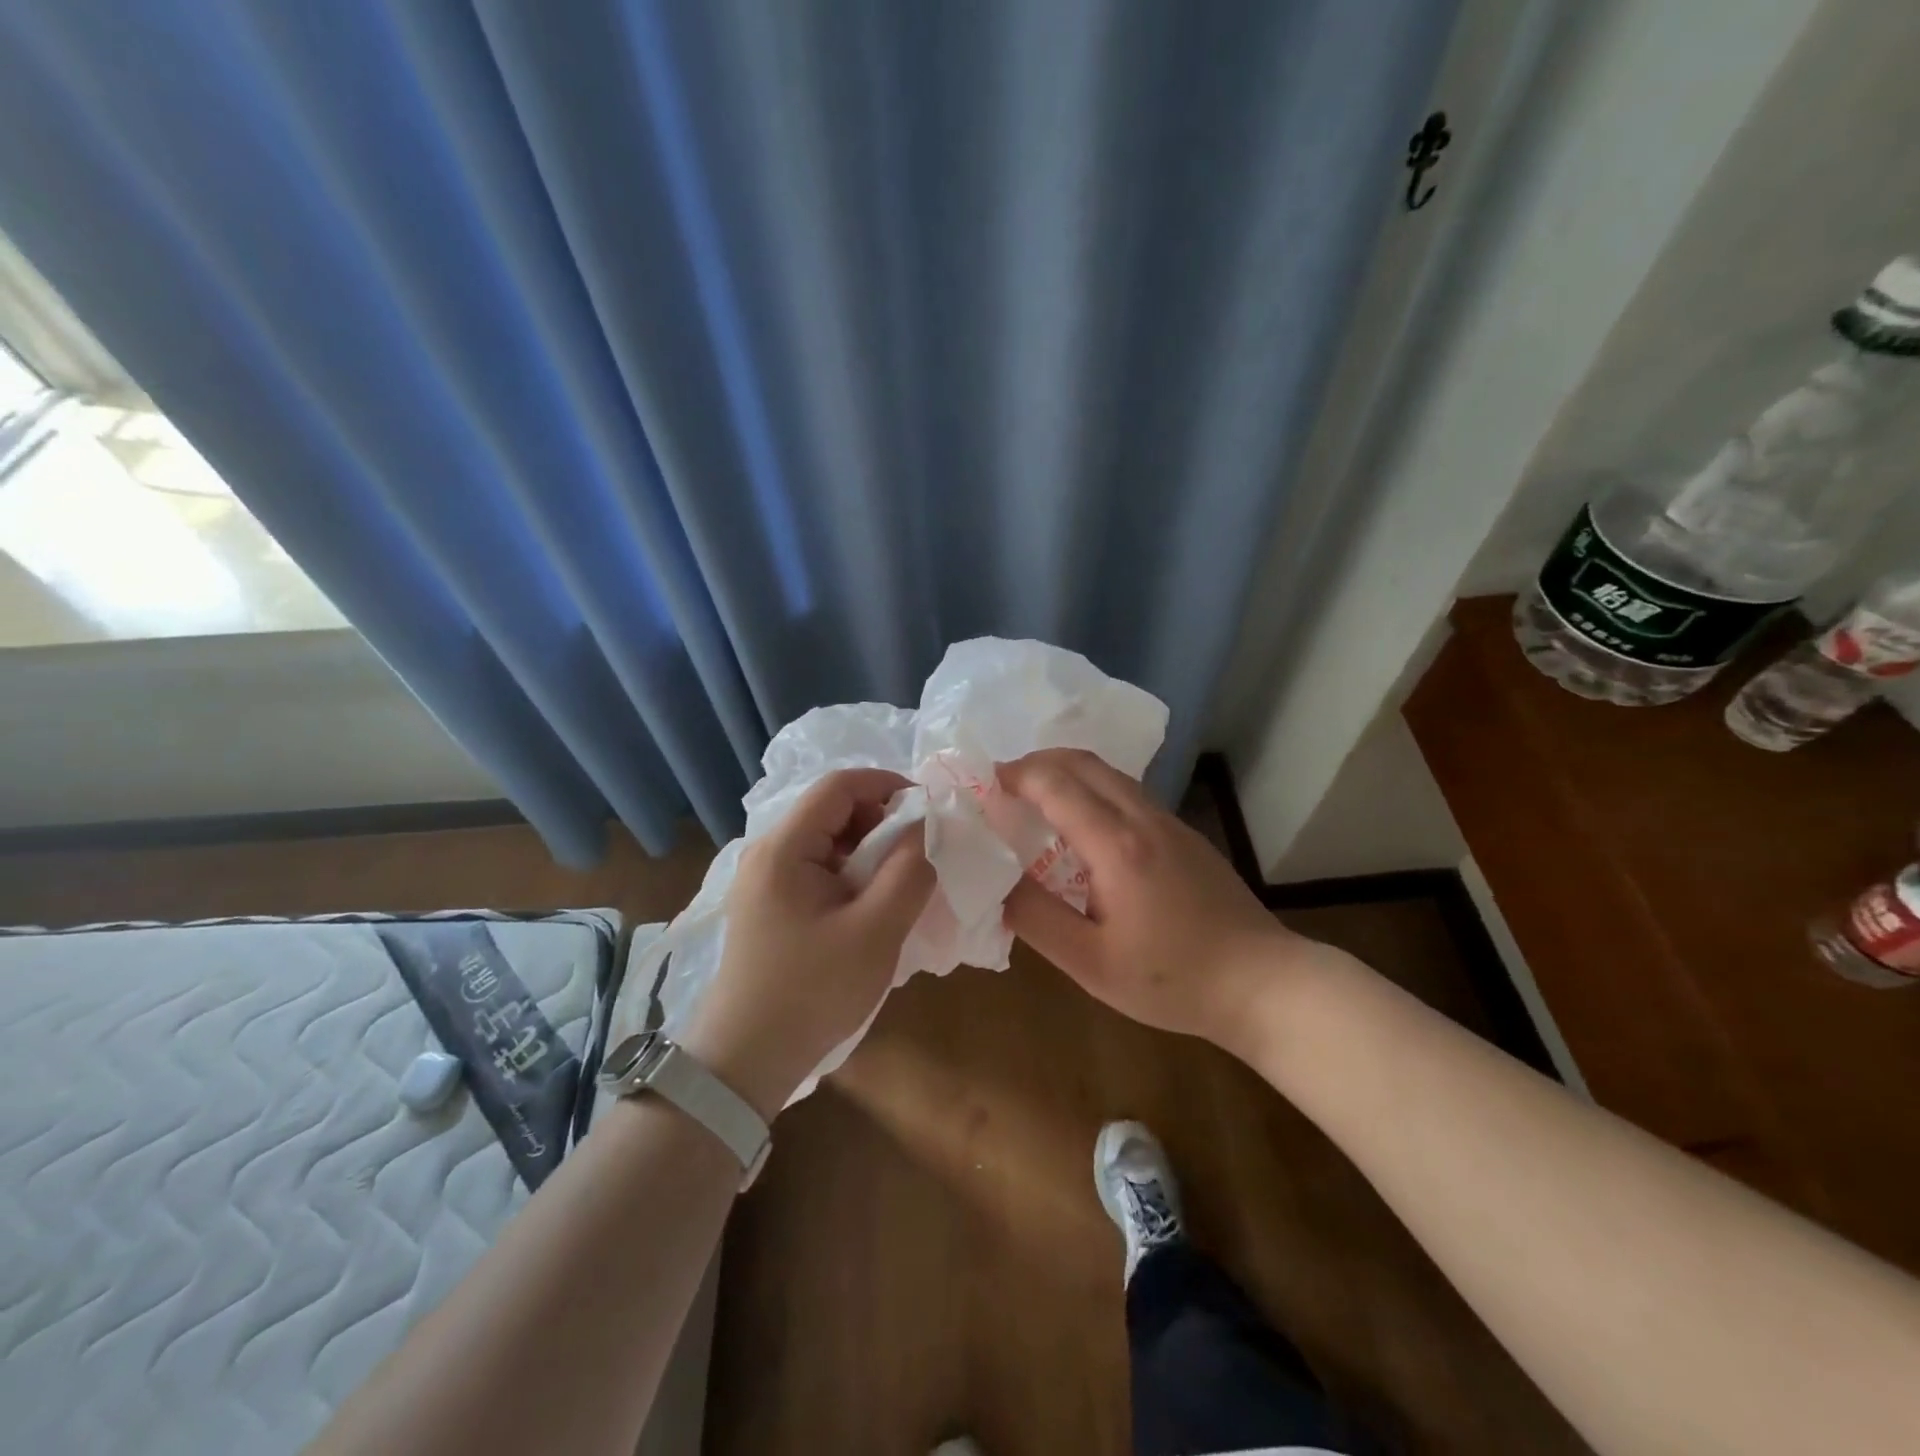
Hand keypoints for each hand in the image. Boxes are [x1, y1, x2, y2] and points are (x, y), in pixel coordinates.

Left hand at [681, 768, 935, 1118]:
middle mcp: (767, 852)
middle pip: (831, 810)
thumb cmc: (812, 991)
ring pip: (826, 840)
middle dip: (880, 822)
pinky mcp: (767, 905)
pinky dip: (850, 874)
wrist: (746, 1060)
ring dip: (868, 851)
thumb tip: (925, 829)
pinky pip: (816, 868)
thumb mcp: (875, 931)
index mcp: (784, 847)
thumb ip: (909, 871)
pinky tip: (868, 907)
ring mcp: (763, 880)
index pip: (839, 785)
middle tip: (916, 856)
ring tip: (896, 886)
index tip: (927, 811)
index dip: (887, 785)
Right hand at [999, 749, 1309, 1050]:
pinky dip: (1092, 789)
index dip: (1015, 776)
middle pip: (1083, 762)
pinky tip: (1084, 827)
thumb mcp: (1091, 962)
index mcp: (1116, 844)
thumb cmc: (1172, 978)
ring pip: (1109, 773)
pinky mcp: (1185, 834)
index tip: (983, 786)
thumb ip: (1037, 918)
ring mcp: (1169, 822)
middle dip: (1037, 762)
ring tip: (1035, 800)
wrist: (1263, 983)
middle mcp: (1143, 817)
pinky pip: (1128, 791)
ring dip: (1066, 772)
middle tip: (1003, 786)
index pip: (1055, 784)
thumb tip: (996, 883)